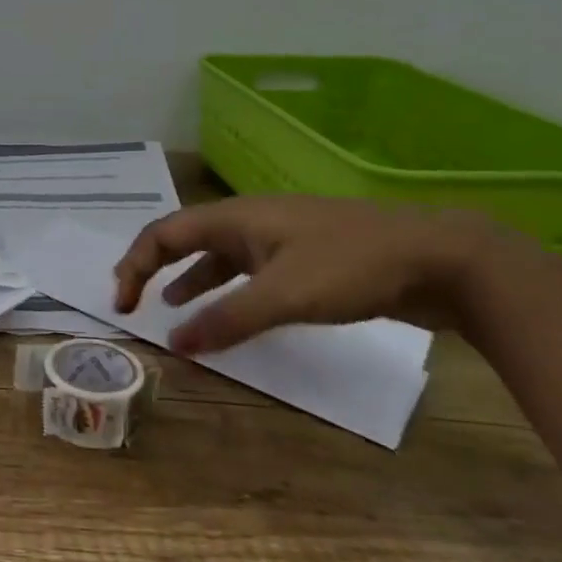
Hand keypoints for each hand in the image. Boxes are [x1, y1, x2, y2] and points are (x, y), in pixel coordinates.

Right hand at [112, 196, 501, 355]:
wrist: (439, 260)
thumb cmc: (352, 267)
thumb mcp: (284, 295)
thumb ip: (227, 319)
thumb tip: (174, 345)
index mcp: (236, 217)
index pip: (165, 232)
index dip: (135, 263)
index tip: (122, 303)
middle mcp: (250, 221)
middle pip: (186, 237)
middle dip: (154, 265)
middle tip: (133, 298)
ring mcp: (279, 238)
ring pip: (218, 255)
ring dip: (189, 278)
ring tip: (171, 306)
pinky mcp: (304, 259)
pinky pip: (248, 271)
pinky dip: (226, 289)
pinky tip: (232, 311)